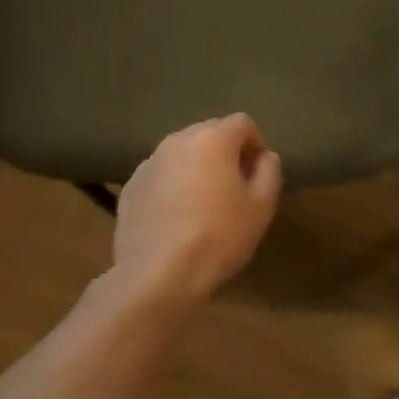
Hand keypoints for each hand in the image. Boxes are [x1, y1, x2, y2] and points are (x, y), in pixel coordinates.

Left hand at [113, 114, 283, 304]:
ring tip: (204, 205)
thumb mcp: (261, 207)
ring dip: (197, 169)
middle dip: (226, 153)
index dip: (256, 144)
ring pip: (182, 155)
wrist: (159, 275)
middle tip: (235, 188)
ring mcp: (148, 164)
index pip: (242, 123)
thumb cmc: (219, 236)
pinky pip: (160, 177)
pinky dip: (172, 187)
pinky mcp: (129, 188)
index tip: (259, 174)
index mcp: (212, 139)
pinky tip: (177, 220)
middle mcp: (176, 141)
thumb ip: (269, 172)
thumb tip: (265, 156)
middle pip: (209, 133)